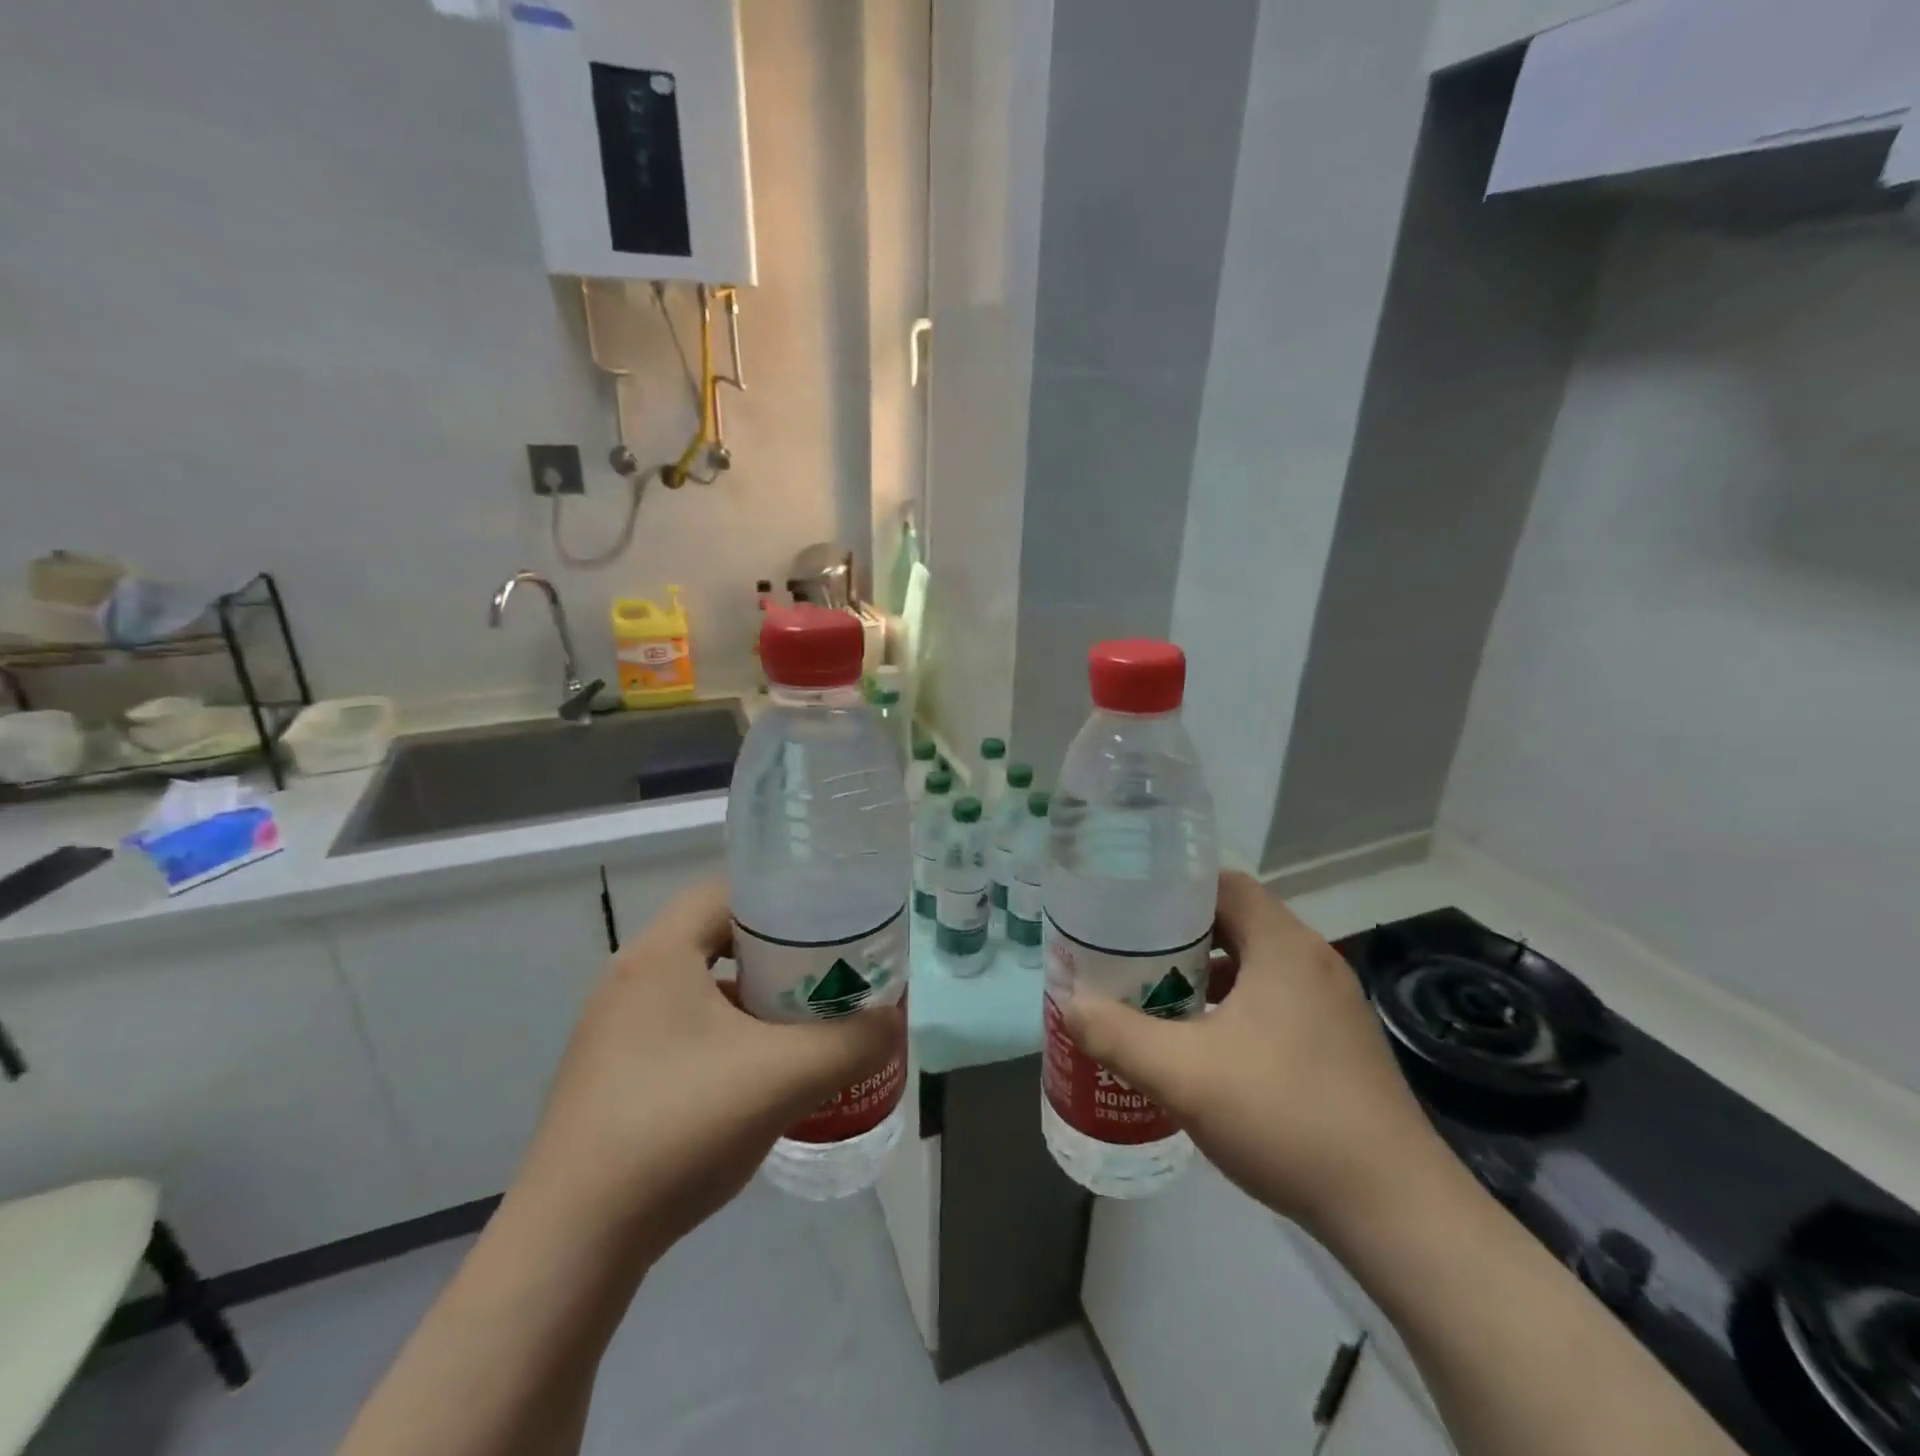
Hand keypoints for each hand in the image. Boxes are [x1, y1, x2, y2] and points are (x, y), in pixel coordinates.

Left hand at [516, 878, 898, 1263]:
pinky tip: (756, 1079)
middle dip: (776, 953)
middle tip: (826, 974)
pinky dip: (725, 1038)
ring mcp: (614, 1031)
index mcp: (660, 954)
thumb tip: (891, 1023)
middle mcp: (630, 979)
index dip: (781, 898)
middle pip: (717, 937)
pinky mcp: (611, 1077)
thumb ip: (852, 1042)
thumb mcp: (785, 1077)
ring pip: (700, 990)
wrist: (574, 1244)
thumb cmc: (680, 1126)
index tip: (828, 923)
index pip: (727, 890)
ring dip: (751, 1000)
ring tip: (802, 1025)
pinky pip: (681, 1032)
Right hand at [1062, 871, 1449, 1235]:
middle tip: (1133, 956)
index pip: (1225, 884)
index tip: (1131, 910)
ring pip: (1257, 964)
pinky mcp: (1341, 1042)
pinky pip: (1277, 1000)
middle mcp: (1313, 961)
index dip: (1176, 889)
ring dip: (1209, 973)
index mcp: (1284, 946)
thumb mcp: (1183, 1074)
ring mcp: (1334, 1003)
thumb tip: (1069, 1003)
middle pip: (1238, 921)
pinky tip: (1208, 1048)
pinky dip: (1237, 1006)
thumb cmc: (1285, 1116)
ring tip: (1161, 999)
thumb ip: (1116, 1034)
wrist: (1396, 1210)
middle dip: (1182, 936)